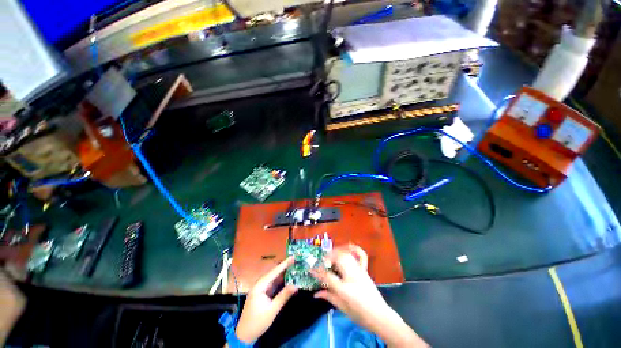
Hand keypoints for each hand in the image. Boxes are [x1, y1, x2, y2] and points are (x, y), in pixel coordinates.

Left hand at [235, 256, 296, 342]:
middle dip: (284, 267)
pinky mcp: (263, 294)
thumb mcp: (272, 310)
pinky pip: (273, 285)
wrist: (245, 335)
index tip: (293, 257)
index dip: (284, 264)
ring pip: (274, 279)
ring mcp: (262, 289)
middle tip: (296, 261)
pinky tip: (288, 279)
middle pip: (274, 273)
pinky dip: (281, 282)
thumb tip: (295, 286)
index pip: (274, 272)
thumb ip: (283, 296)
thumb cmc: (258, 322)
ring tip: (294, 267)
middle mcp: (260, 284)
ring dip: (283, 274)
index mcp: (260, 286)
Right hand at [312, 245, 427, 347]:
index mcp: (345, 289)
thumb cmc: (360, 314)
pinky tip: (348, 246)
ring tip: (331, 256)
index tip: (311, 269)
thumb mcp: (342, 308)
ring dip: (337, 251)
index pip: (328, 276)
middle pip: (338, 259)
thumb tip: (316, 293)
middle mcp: (352, 276)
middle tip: (322, 261)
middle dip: (328, 257)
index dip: (318, 272)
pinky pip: (361, 255)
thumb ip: (328, 297)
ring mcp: (360, 271)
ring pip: (347, 254)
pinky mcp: (365, 270)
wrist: (380, 316)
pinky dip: (354, 248)